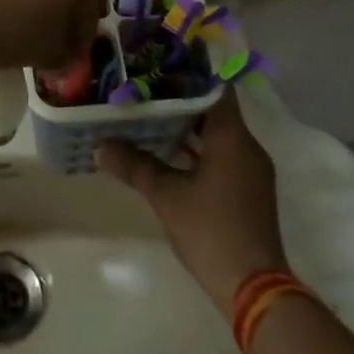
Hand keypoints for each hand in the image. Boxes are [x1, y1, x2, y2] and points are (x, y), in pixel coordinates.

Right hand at [97, 92, 289, 307]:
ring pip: (216, 135)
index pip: (215, 89)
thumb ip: (134, 165)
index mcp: (233, 138)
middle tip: (144, 89)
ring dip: (185, 127)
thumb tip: (101, 146)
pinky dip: (196, 150)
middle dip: (179, 100)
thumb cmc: (211, 230)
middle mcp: (246, 147)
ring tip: (147, 116)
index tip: (159, 65)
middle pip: (213, 110)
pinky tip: (164, 153)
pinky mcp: (246, 190)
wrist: (253, 288)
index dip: (188, 74)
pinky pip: (220, 156)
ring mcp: (249, 170)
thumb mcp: (166, 195)